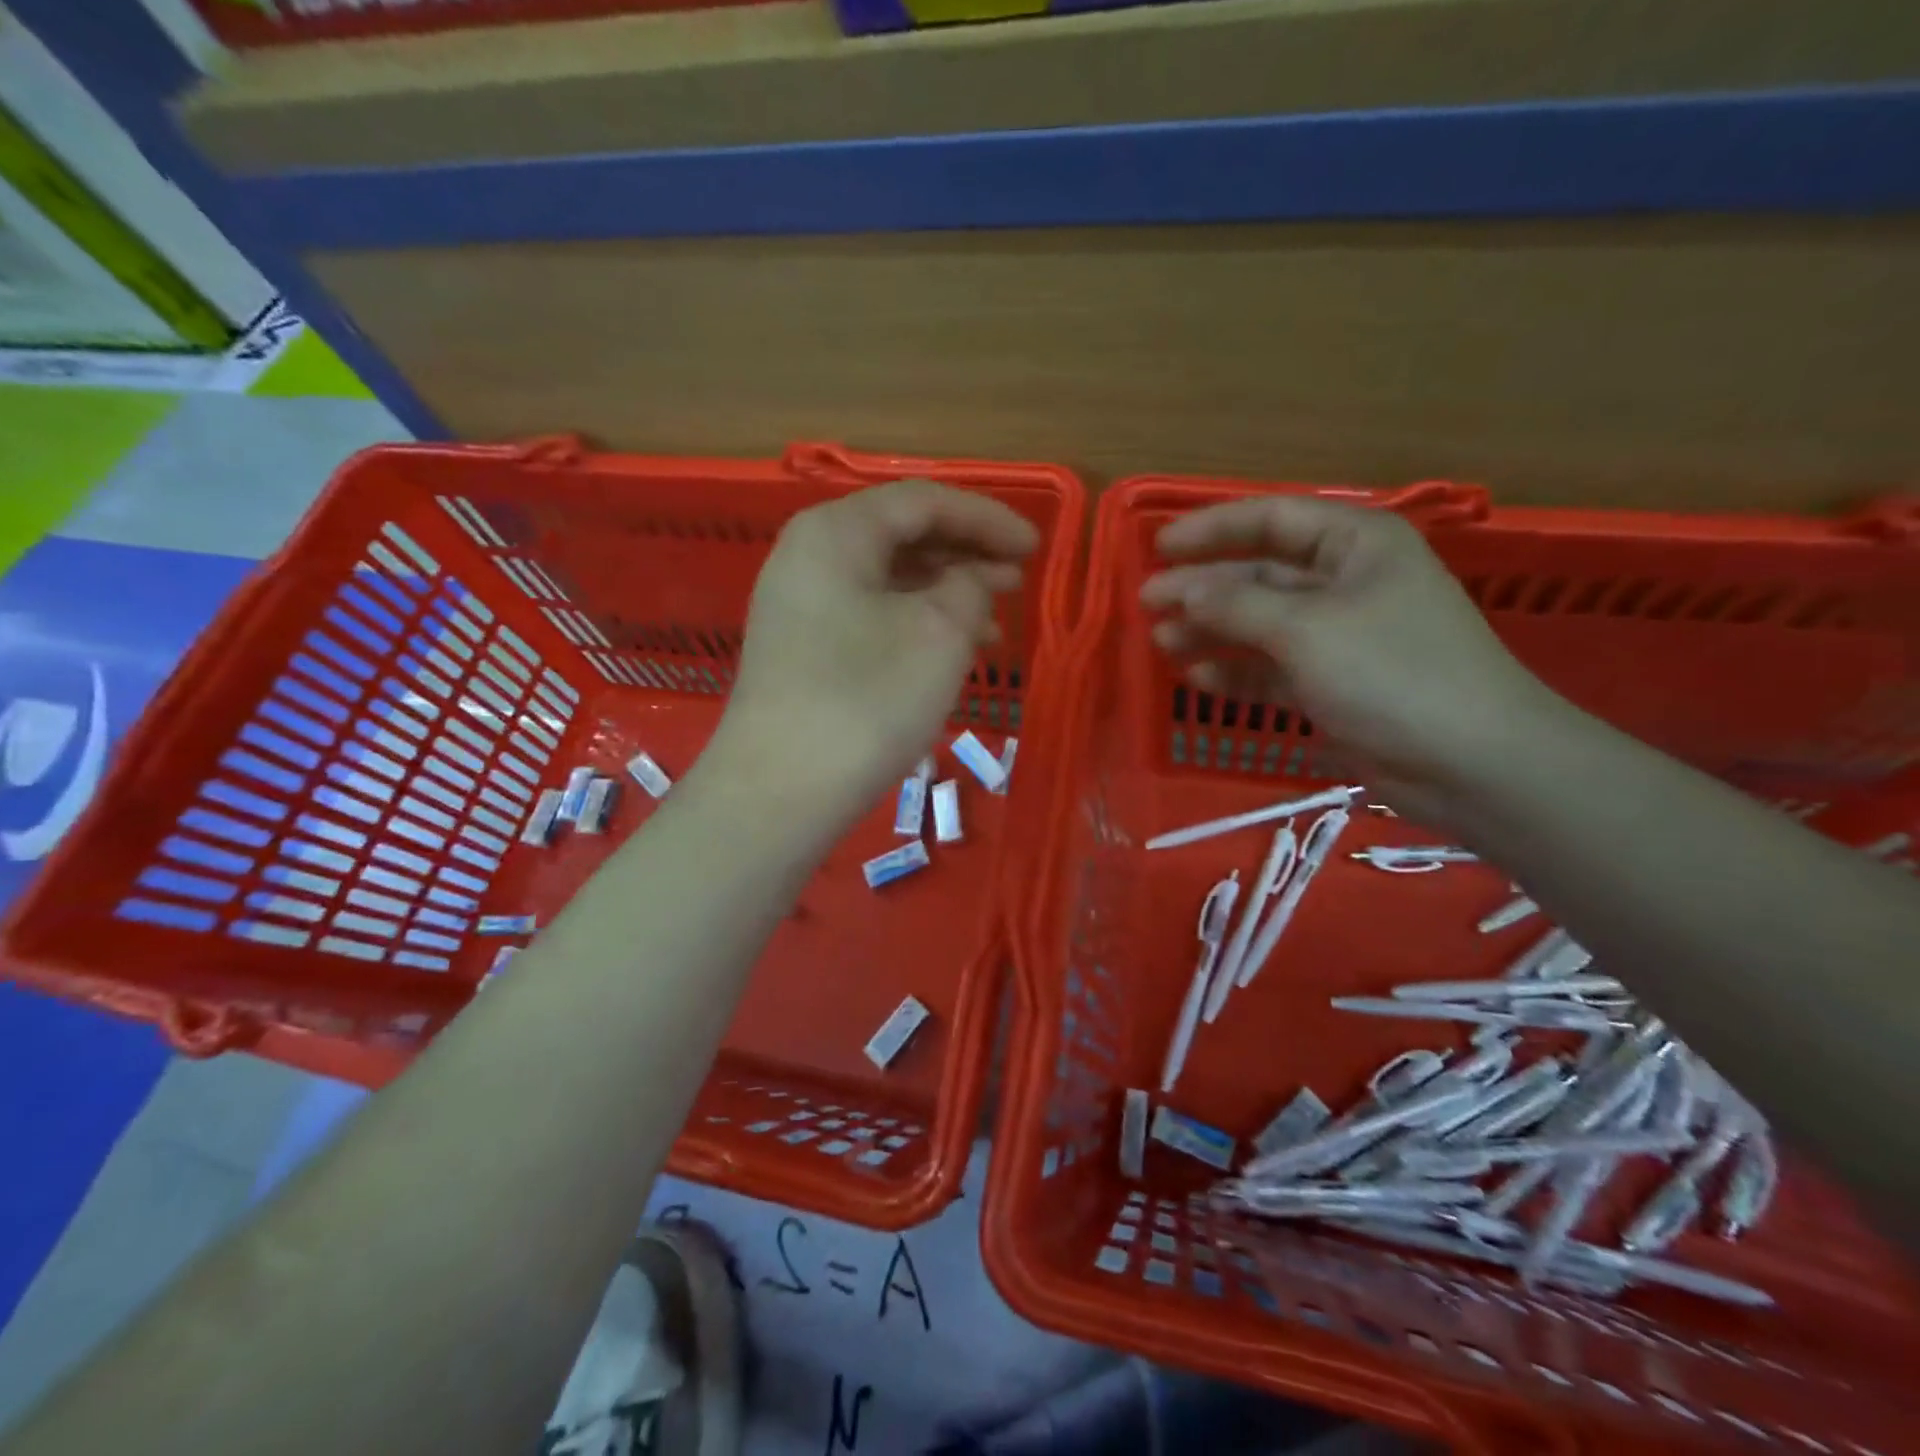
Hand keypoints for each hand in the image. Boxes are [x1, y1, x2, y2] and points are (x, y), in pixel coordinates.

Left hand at [708, 479, 1037, 823]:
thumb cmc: (866, 700)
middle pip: (902, 535)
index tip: (1034, 547)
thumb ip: (970, 588)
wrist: (781, 791)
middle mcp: (809, 556)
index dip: (986, 518)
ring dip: (945, 592)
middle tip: (1018, 579)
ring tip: (995, 620)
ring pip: (888, 579)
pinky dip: (915, 622)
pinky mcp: (802, 649)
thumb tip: (972, 580)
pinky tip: (949, 649)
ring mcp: (799, 605)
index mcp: (836, 532)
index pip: (923, 502)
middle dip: (966, 553)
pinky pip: (870, 615)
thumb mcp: (939, 634)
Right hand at [1140, 494, 1565, 825]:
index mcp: (1355, 544)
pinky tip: (1196, 678)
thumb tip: (1178, 588)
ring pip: (1259, 624)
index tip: (1158, 547)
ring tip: (1162, 642)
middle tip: (1147, 603)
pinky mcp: (1331, 684)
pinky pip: (1271, 668)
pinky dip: (1235, 672)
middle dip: (1203, 588)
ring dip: (1211, 631)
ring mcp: (1337, 636)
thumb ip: (1234, 604)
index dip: (1211, 529)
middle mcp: (1345, 582)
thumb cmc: (1390, 672)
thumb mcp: (1304, 629)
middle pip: (1259, 574)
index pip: (1271, 519)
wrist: (1470, 762)